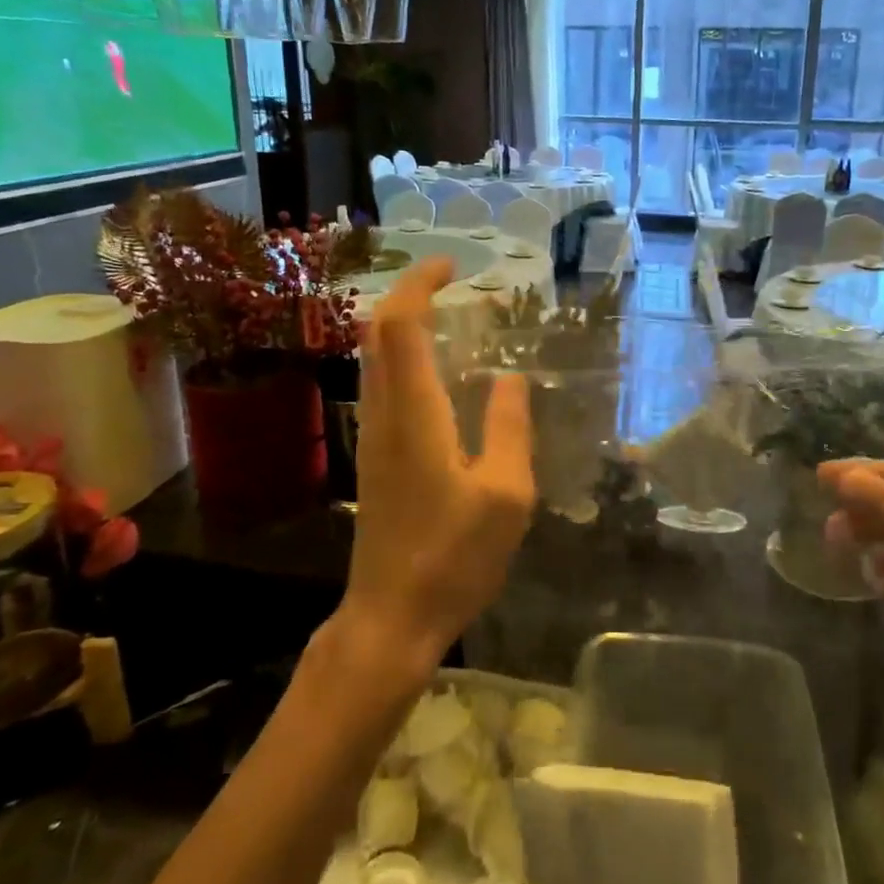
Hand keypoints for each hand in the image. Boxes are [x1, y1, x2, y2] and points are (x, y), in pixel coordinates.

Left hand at [346, 257, 535, 673]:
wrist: (390, 618)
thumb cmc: (454, 559)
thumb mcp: (506, 494)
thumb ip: (508, 428)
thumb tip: (510, 377)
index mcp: (415, 415)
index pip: (401, 326)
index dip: (420, 284)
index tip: (452, 266)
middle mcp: (384, 415)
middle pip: (378, 333)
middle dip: (409, 295)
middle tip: (453, 285)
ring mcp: (373, 436)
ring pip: (375, 358)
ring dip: (405, 325)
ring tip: (451, 319)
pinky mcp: (375, 457)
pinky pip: (382, 385)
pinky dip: (405, 357)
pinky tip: (440, 375)